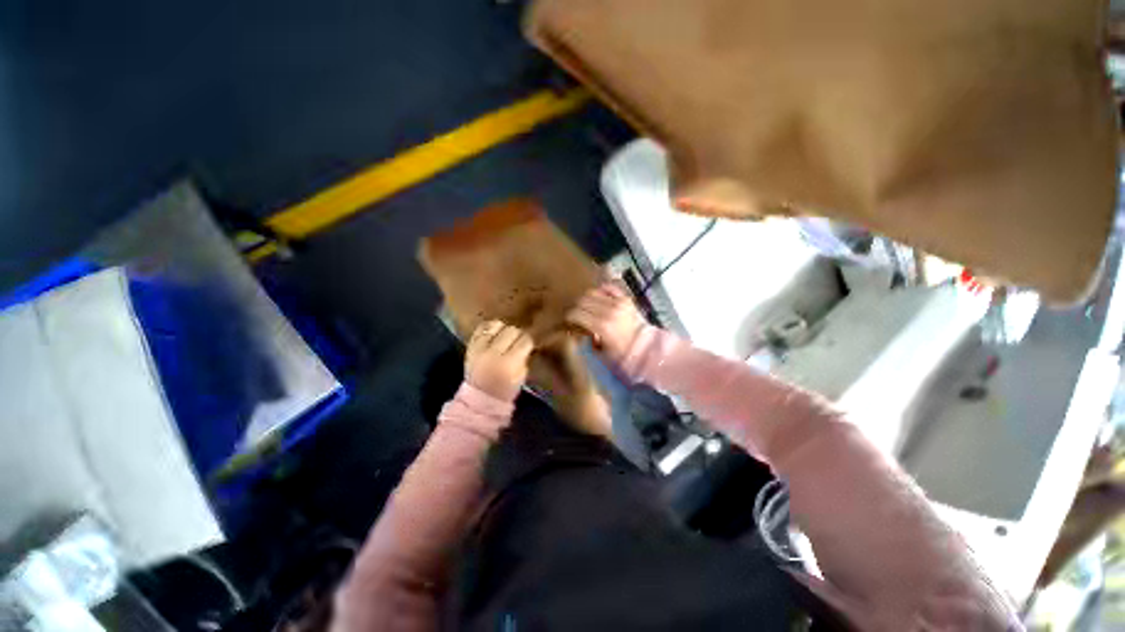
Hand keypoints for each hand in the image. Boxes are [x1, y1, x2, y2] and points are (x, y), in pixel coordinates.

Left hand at [466, 320, 533, 401]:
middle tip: (519, 340)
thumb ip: (525, 356)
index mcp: (509, 364)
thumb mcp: (521, 376)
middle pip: (512, 330)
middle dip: (518, 334)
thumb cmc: (505, 389)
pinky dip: (490, 328)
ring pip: (497, 325)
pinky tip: (494, 333)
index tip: (530, 343)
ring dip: (504, 329)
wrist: (479, 398)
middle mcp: (493, 353)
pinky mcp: (470, 345)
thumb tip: (527, 341)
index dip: (529, 340)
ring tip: (505, 336)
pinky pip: (482, 327)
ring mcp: (479, 348)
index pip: (525, 340)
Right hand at [566, 282, 645, 361]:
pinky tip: (599, 299)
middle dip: (577, 308)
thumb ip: (587, 338)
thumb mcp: (600, 352)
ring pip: (592, 292)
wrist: (645, 348)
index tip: (568, 321)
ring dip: (587, 299)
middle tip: (576, 314)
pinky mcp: (625, 298)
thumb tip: (579, 329)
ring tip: (587, 308)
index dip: (569, 317)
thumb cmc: (621, 354)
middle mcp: (609, 311)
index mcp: (601, 326)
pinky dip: (601, 291)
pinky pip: (608, 287)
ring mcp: (618, 302)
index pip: (576, 313)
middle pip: (582, 301)